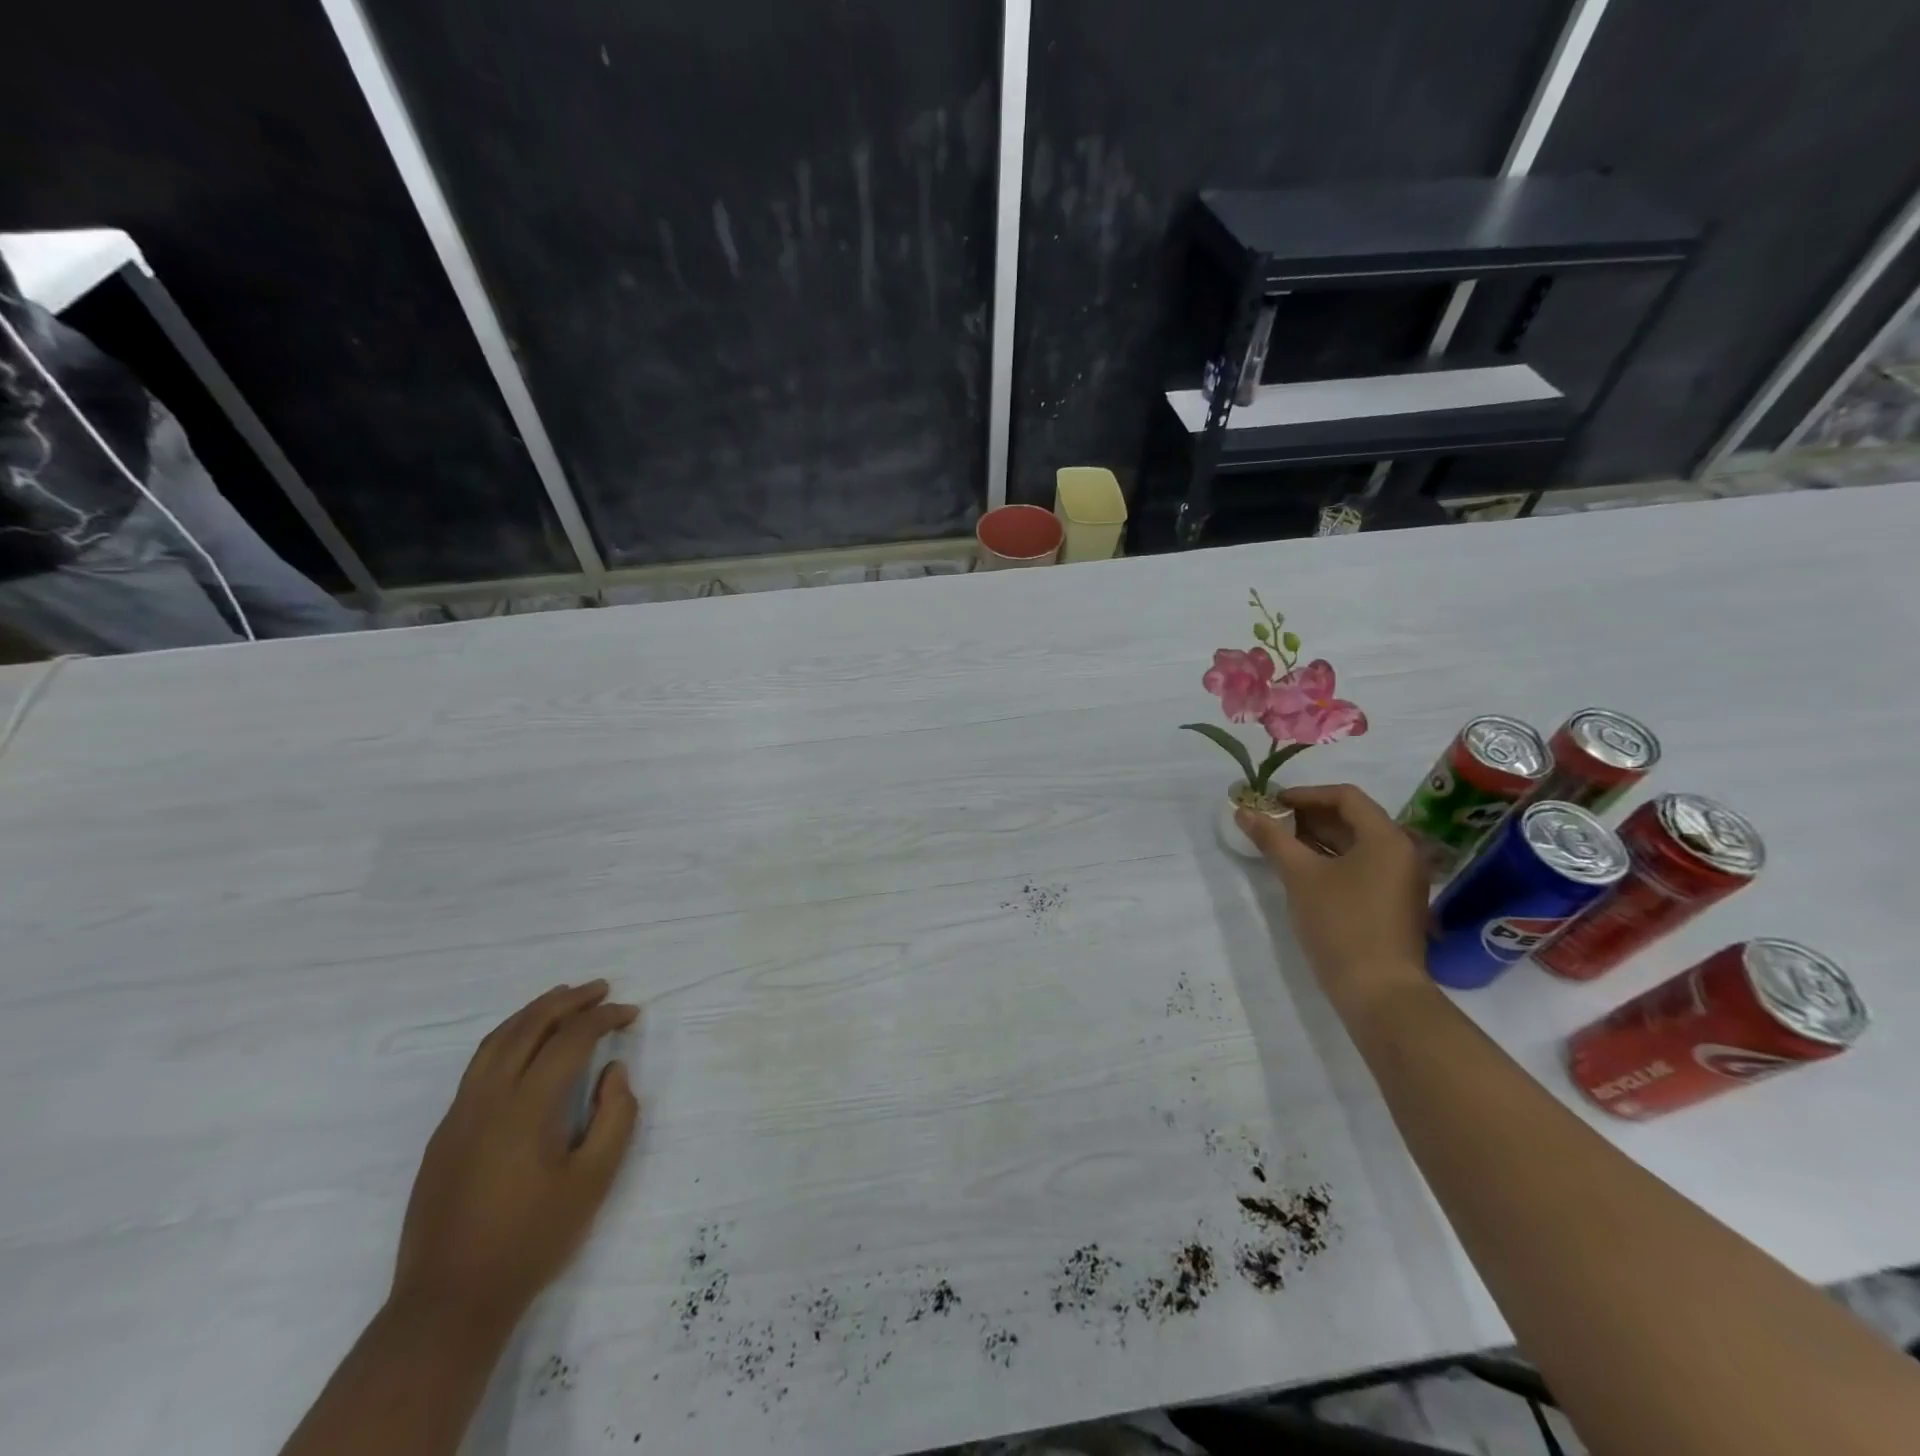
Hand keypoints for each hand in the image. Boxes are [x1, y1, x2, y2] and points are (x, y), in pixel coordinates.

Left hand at [390, 981, 640, 1330]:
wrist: (448, 1303)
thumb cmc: (531, 1240)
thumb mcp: (594, 1181)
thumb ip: (615, 1116)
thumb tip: (613, 1071)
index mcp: (526, 1107)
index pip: (569, 1040)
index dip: (604, 1018)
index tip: (631, 1014)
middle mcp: (487, 1099)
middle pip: (527, 1027)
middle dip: (568, 1001)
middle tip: (601, 988)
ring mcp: (458, 1116)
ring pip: (495, 1041)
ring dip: (533, 1012)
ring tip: (563, 998)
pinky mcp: (444, 1135)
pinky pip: (478, 1066)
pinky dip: (508, 1038)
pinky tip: (524, 1045)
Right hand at [1236, 783, 1432, 1021]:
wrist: (1379, 991)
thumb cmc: (1341, 924)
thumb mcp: (1300, 876)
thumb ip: (1272, 839)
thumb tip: (1244, 812)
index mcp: (1387, 837)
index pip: (1345, 797)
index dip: (1305, 794)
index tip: (1272, 802)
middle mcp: (1402, 852)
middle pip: (1353, 819)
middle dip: (1309, 816)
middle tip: (1271, 821)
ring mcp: (1401, 879)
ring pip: (1356, 844)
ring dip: (1318, 838)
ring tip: (1280, 842)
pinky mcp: (1394, 902)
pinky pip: (1361, 866)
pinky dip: (1332, 860)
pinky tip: (1302, 869)